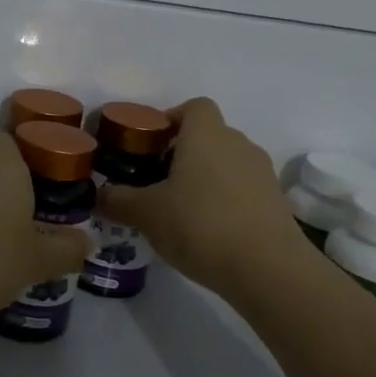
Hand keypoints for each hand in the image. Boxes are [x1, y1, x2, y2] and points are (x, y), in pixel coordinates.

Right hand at [95, 97, 310, 296]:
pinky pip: (243, 189)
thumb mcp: (146, 213)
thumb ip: (118, 200)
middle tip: (157, 180)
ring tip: (181, 209)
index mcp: (206, 135)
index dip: (172, 118)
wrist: (268, 270)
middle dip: (183, 152)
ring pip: (227, 163)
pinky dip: (225, 201)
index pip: (194, 106)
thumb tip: (99, 195)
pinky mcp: (276, 203)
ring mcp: (262, 173)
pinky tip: (208, 231)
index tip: (152, 145)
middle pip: (209, 135)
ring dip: (206, 178)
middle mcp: (238, 144)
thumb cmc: (200, 225)